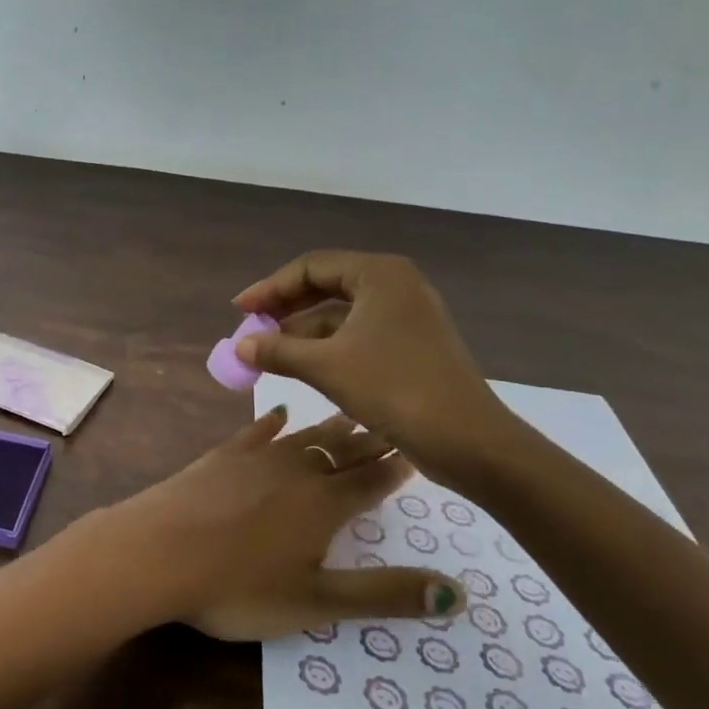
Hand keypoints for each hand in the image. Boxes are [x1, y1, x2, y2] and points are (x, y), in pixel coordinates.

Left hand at [98, 409, 464, 641]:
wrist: (157, 551)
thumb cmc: (238, 587)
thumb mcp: (316, 602)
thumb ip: (384, 594)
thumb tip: (458, 593)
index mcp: (324, 505)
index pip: (371, 480)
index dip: (396, 469)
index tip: (418, 448)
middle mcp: (295, 471)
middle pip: (342, 451)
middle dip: (370, 439)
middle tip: (393, 422)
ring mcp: (254, 459)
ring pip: (304, 436)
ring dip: (330, 427)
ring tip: (351, 415)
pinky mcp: (220, 457)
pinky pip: (255, 432)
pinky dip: (271, 422)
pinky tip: (280, 412)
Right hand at [231, 250, 518, 489]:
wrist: (469, 441)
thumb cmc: (394, 389)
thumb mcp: (326, 367)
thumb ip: (278, 351)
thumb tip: (240, 346)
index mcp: (379, 274)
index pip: (311, 267)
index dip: (270, 288)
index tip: (240, 311)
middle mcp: (395, 285)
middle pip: (326, 286)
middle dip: (285, 309)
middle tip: (251, 329)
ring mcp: (406, 316)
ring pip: (341, 314)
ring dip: (303, 332)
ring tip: (268, 354)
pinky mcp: (411, 345)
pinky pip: (357, 334)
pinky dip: (327, 347)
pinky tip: (301, 367)